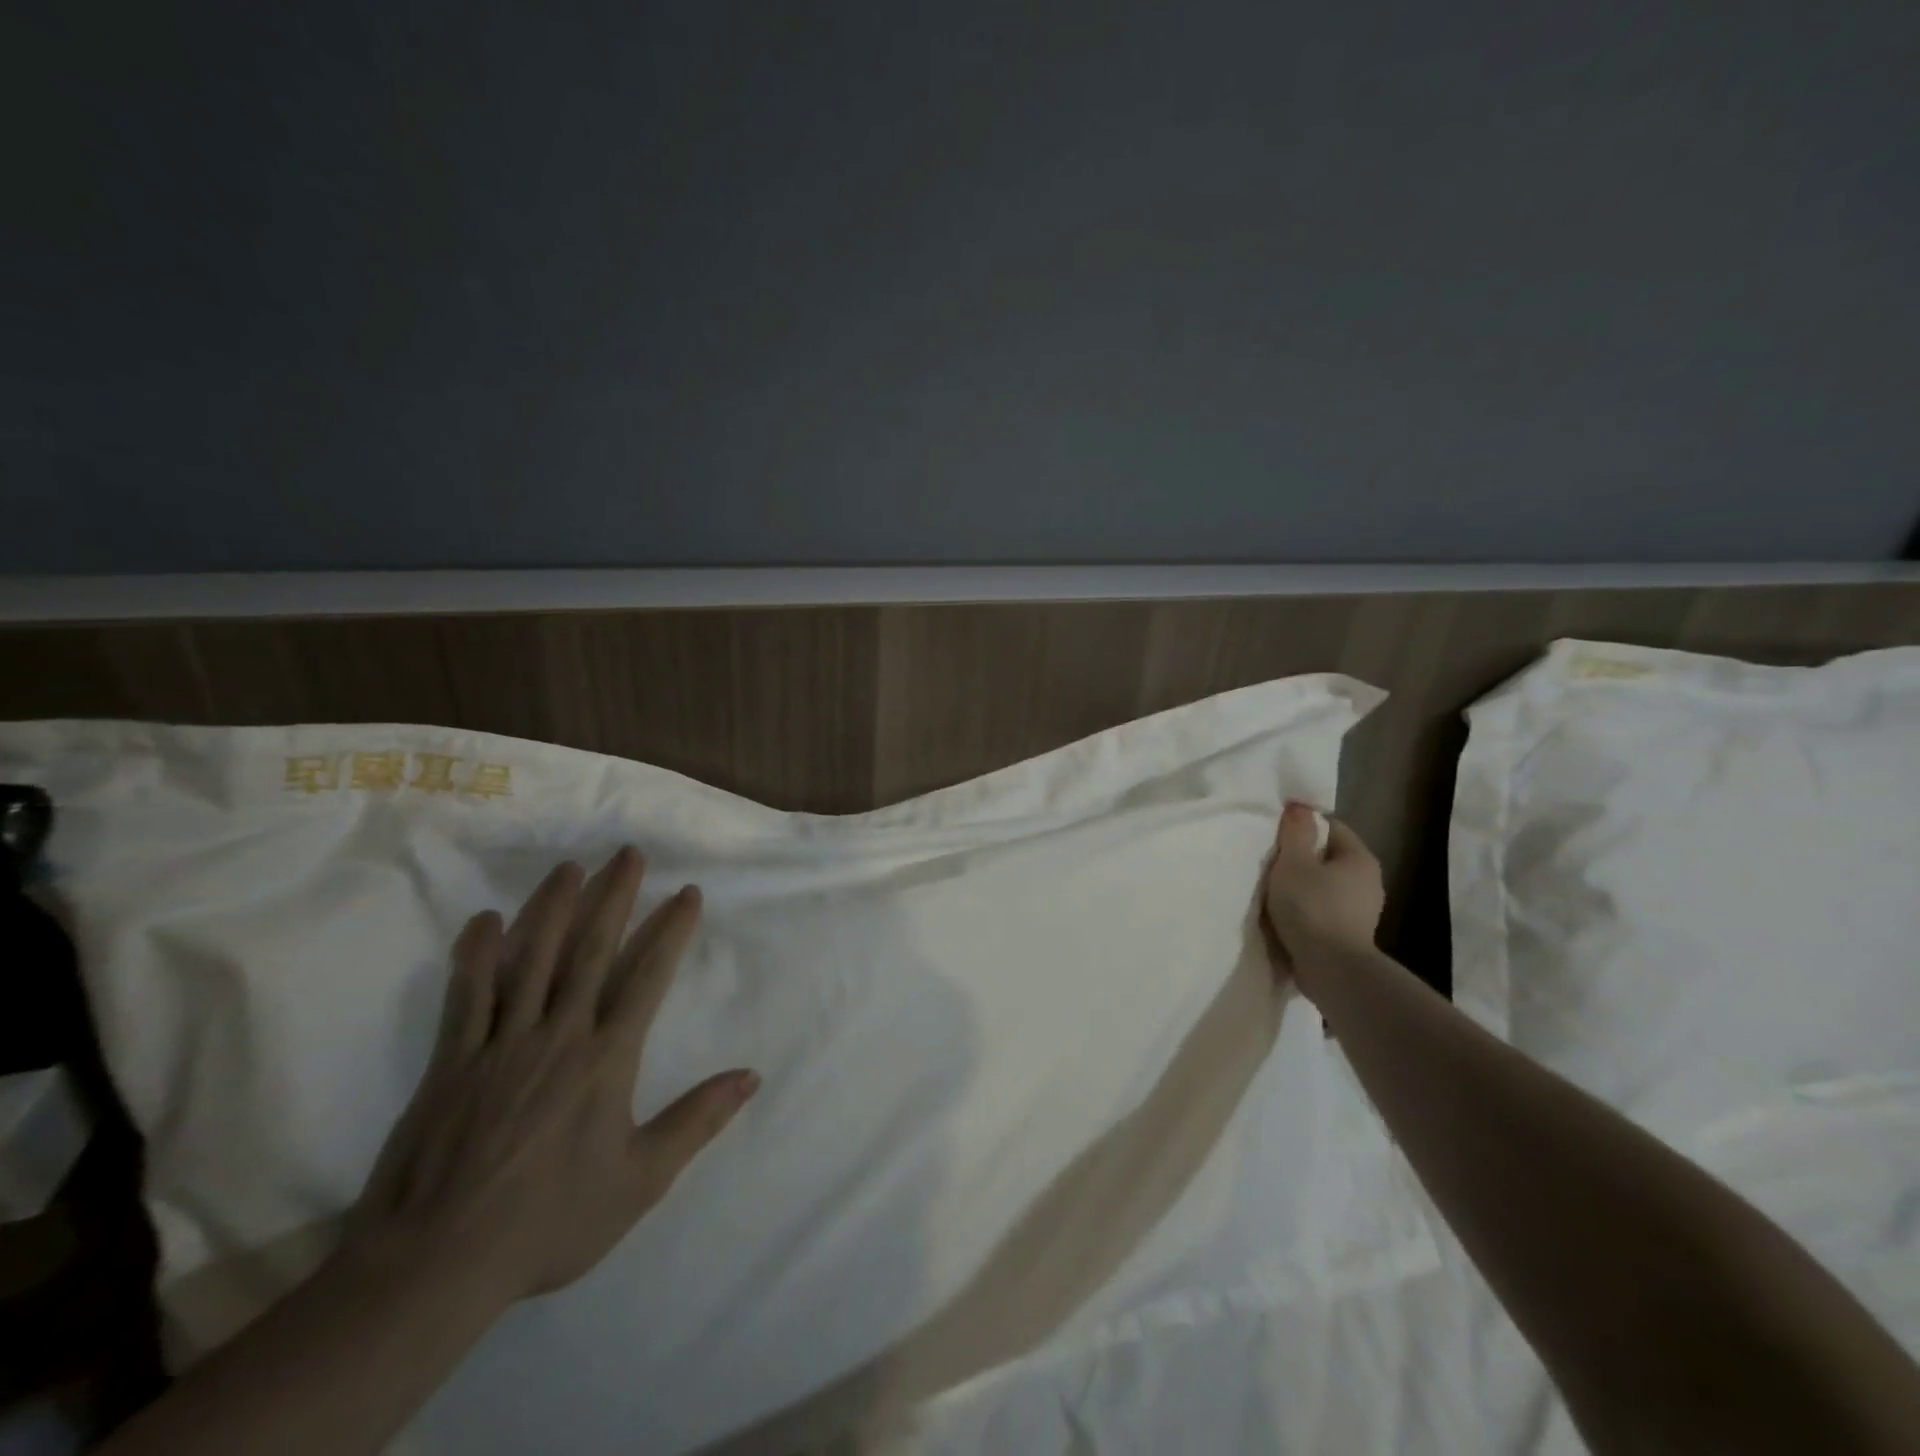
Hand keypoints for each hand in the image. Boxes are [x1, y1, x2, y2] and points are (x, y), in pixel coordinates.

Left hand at [350, 848, 757, 1305]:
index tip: (687, 893)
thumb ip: (697, 1121)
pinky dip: (476, 954)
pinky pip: (466, 995)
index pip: (647, 977)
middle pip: (589, 951)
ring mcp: (501, 1042)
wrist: (437, 1262)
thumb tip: (752, 1076)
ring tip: (570, 868)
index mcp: (606, 1058)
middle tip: (628, 854)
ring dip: (551, 908)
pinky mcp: (452, 1059)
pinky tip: (485, 920)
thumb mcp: (641, 1180)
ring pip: (530, 959)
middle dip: (614, 898)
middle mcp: (559, 1034)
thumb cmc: (550, 1220)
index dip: (670, 931)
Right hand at [1262, 802, 1383, 995]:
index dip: (1303, 827)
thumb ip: (1295, 832)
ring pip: (1327, 885)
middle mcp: (1369, 881)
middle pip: (1329, 857)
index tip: (1277, 837)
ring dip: (1305, 886)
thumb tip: (1299, 807)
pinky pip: (1326, 909)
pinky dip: (1309, 909)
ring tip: (1276, 893)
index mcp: (1360, 857)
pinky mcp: (1352, 934)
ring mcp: (1363, 910)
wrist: (1331, 969)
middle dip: (1302, 858)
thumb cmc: (1311, 907)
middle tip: (1272, 863)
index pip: (1331, 827)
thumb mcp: (1293, 862)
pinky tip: (1288, 917)